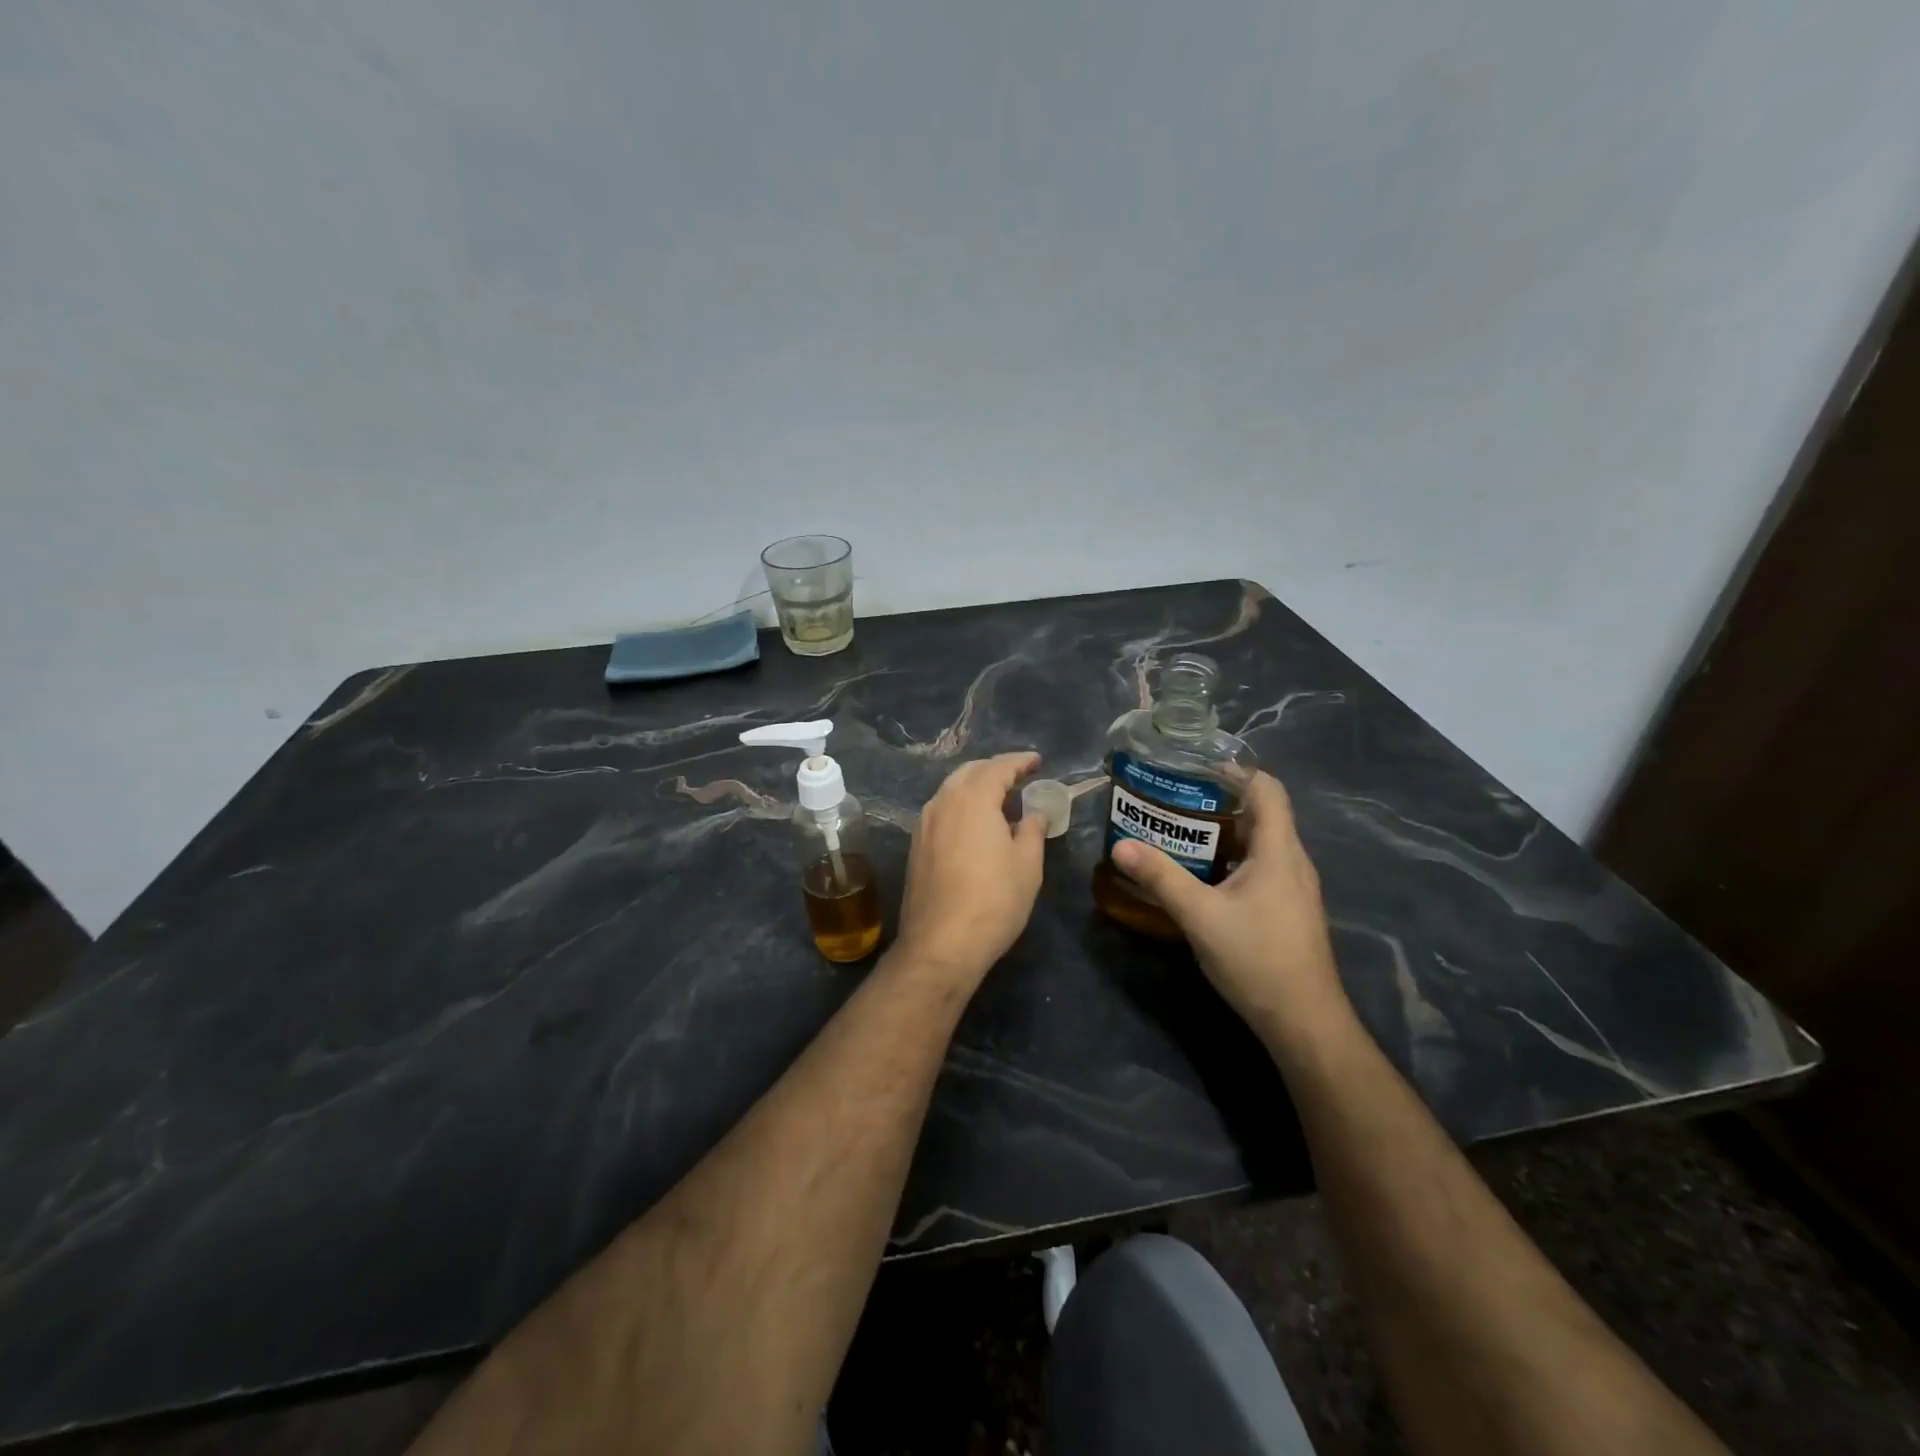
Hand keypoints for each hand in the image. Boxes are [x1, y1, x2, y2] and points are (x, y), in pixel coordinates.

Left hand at [895, 752, 1046, 983]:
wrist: (941, 944)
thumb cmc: (994, 900)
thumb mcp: (1027, 864)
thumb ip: (1032, 830)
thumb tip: (1034, 814)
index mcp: (972, 799)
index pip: (998, 767)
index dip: (1020, 761)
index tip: (1037, 761)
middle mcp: (942, 803)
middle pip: (969, 772)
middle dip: (994, 769)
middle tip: (1018, 775)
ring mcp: (923, 825)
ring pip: (950, 791)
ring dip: (975, 787)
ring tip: (998, 797)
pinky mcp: (915, 847)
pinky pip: (941, 812)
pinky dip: (960, 806)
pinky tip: (974, 823)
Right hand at [1110, 771, 1347, 1041]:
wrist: (1304, 1022)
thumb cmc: (1257, 959)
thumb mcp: (1200, 916)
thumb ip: (1160, 877)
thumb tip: (1121, 846)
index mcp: (1279, 851)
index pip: (1267, 789)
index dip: (1236, 770)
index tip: (1195, 766)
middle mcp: (1292, 861)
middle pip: (1261, 813)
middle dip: (1219, 800)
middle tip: (1174, 797)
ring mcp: (1293, 888)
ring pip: (1259, 843)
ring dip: (1223, 832)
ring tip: (1179, 830)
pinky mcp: (1288, 909)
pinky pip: (1260, 867)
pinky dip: (1231, 859)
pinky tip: (1201, 874)